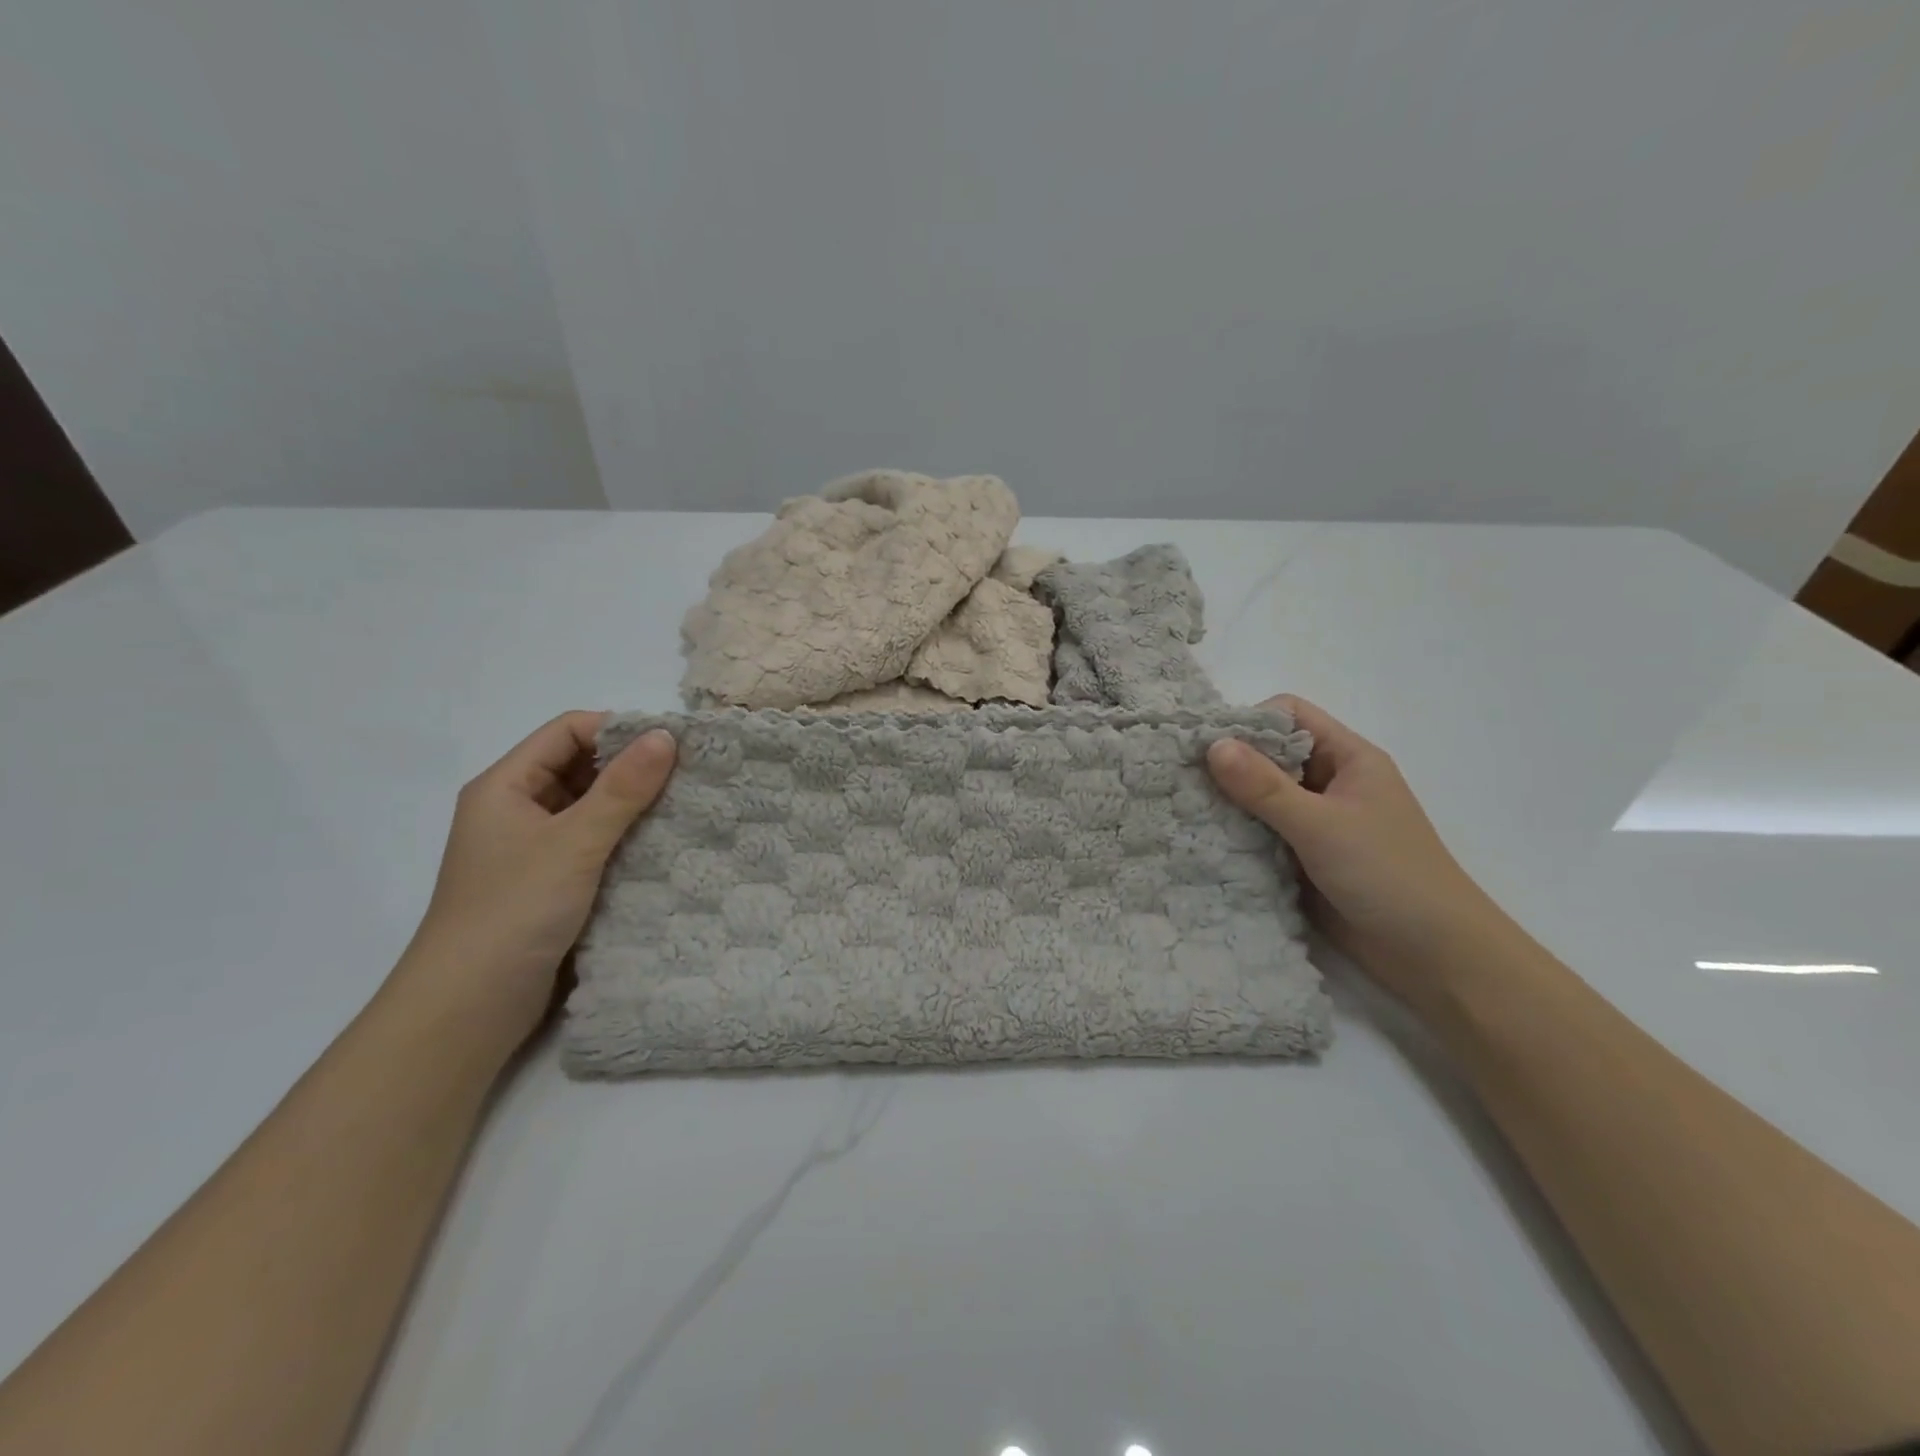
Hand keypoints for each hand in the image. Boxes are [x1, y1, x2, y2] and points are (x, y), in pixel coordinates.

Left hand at [388, 712, 675, 1061]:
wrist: (469, 1008)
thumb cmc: (514, 910)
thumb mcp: (574, 842)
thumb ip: (623, 788)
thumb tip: (667, 735)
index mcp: (506, 786)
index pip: (567, 732)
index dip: (618, 730)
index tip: (672, 745)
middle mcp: (516, 810)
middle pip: (579, 768)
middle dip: (631, 768)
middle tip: (689, 776)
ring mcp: (532, 850)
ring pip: (590, 809)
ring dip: (632, 807)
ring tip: (686, 807)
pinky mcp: (549, 885)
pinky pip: (593, 845)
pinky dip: (625, 840)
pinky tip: (663, 847)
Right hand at [1207, 696, 1507, 1001]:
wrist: (1433, 956)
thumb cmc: (1388, 875)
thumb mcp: (1322, 825)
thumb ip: (1265, 787)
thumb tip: (1212, 745)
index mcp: (1348, 758)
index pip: (1290, 715)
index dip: (1249, 722)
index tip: (1207, 746)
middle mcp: (1330, 783)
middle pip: (1270, 754)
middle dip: (1229, 764)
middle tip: (1182, 778)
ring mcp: (1316, 822)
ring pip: (1261, 796)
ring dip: (1229, 802)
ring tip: (1184, 809)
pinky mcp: (1303, 857)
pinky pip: (1261, 833)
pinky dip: (1236, 833)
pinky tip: (1204, 840)